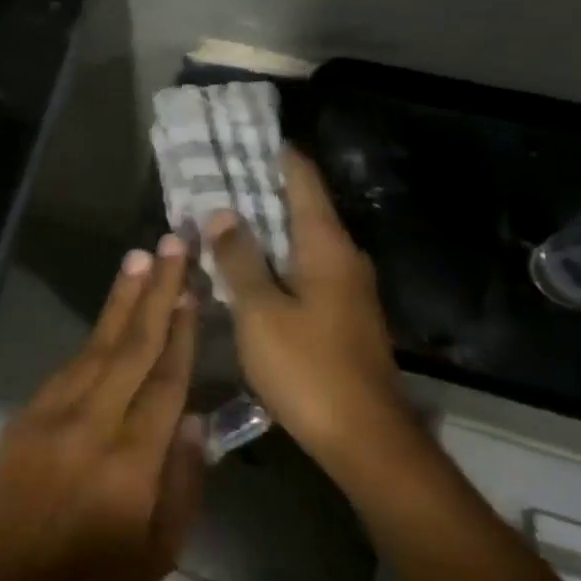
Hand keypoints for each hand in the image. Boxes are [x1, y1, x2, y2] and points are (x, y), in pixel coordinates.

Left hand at [0, 236, 206, 580]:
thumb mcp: (161, 551)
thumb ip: (183, 480)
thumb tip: (192, 415)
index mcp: (132, 462)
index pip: (165, 381)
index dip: (181, 331)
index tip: (194, 289)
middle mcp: (92, 425)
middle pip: (132, 346)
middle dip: (155, 292)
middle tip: (171, 245)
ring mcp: (52, 414)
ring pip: (96, 346)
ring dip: (121, 300)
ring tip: (141, 260)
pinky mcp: (26, 415)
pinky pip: (69, 368)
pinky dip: (94, 339)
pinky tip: (110, 315)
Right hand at [206, 149, 409, 480]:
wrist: (367, 441)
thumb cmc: (309, 368)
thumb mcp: (260, 312)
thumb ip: (239, 259)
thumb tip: (222, 212)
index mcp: (326, 246)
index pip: (302, 179)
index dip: (273, 155)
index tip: (239, 138)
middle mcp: (343, 258)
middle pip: (301, 208)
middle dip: (259, 192)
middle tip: (213, 181)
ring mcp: (348, 289)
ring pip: (300, 242)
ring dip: (264, 230)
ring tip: (220, 222)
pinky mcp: (344, 316)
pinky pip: (304, 271)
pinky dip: (275, 261)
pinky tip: (245, 271)